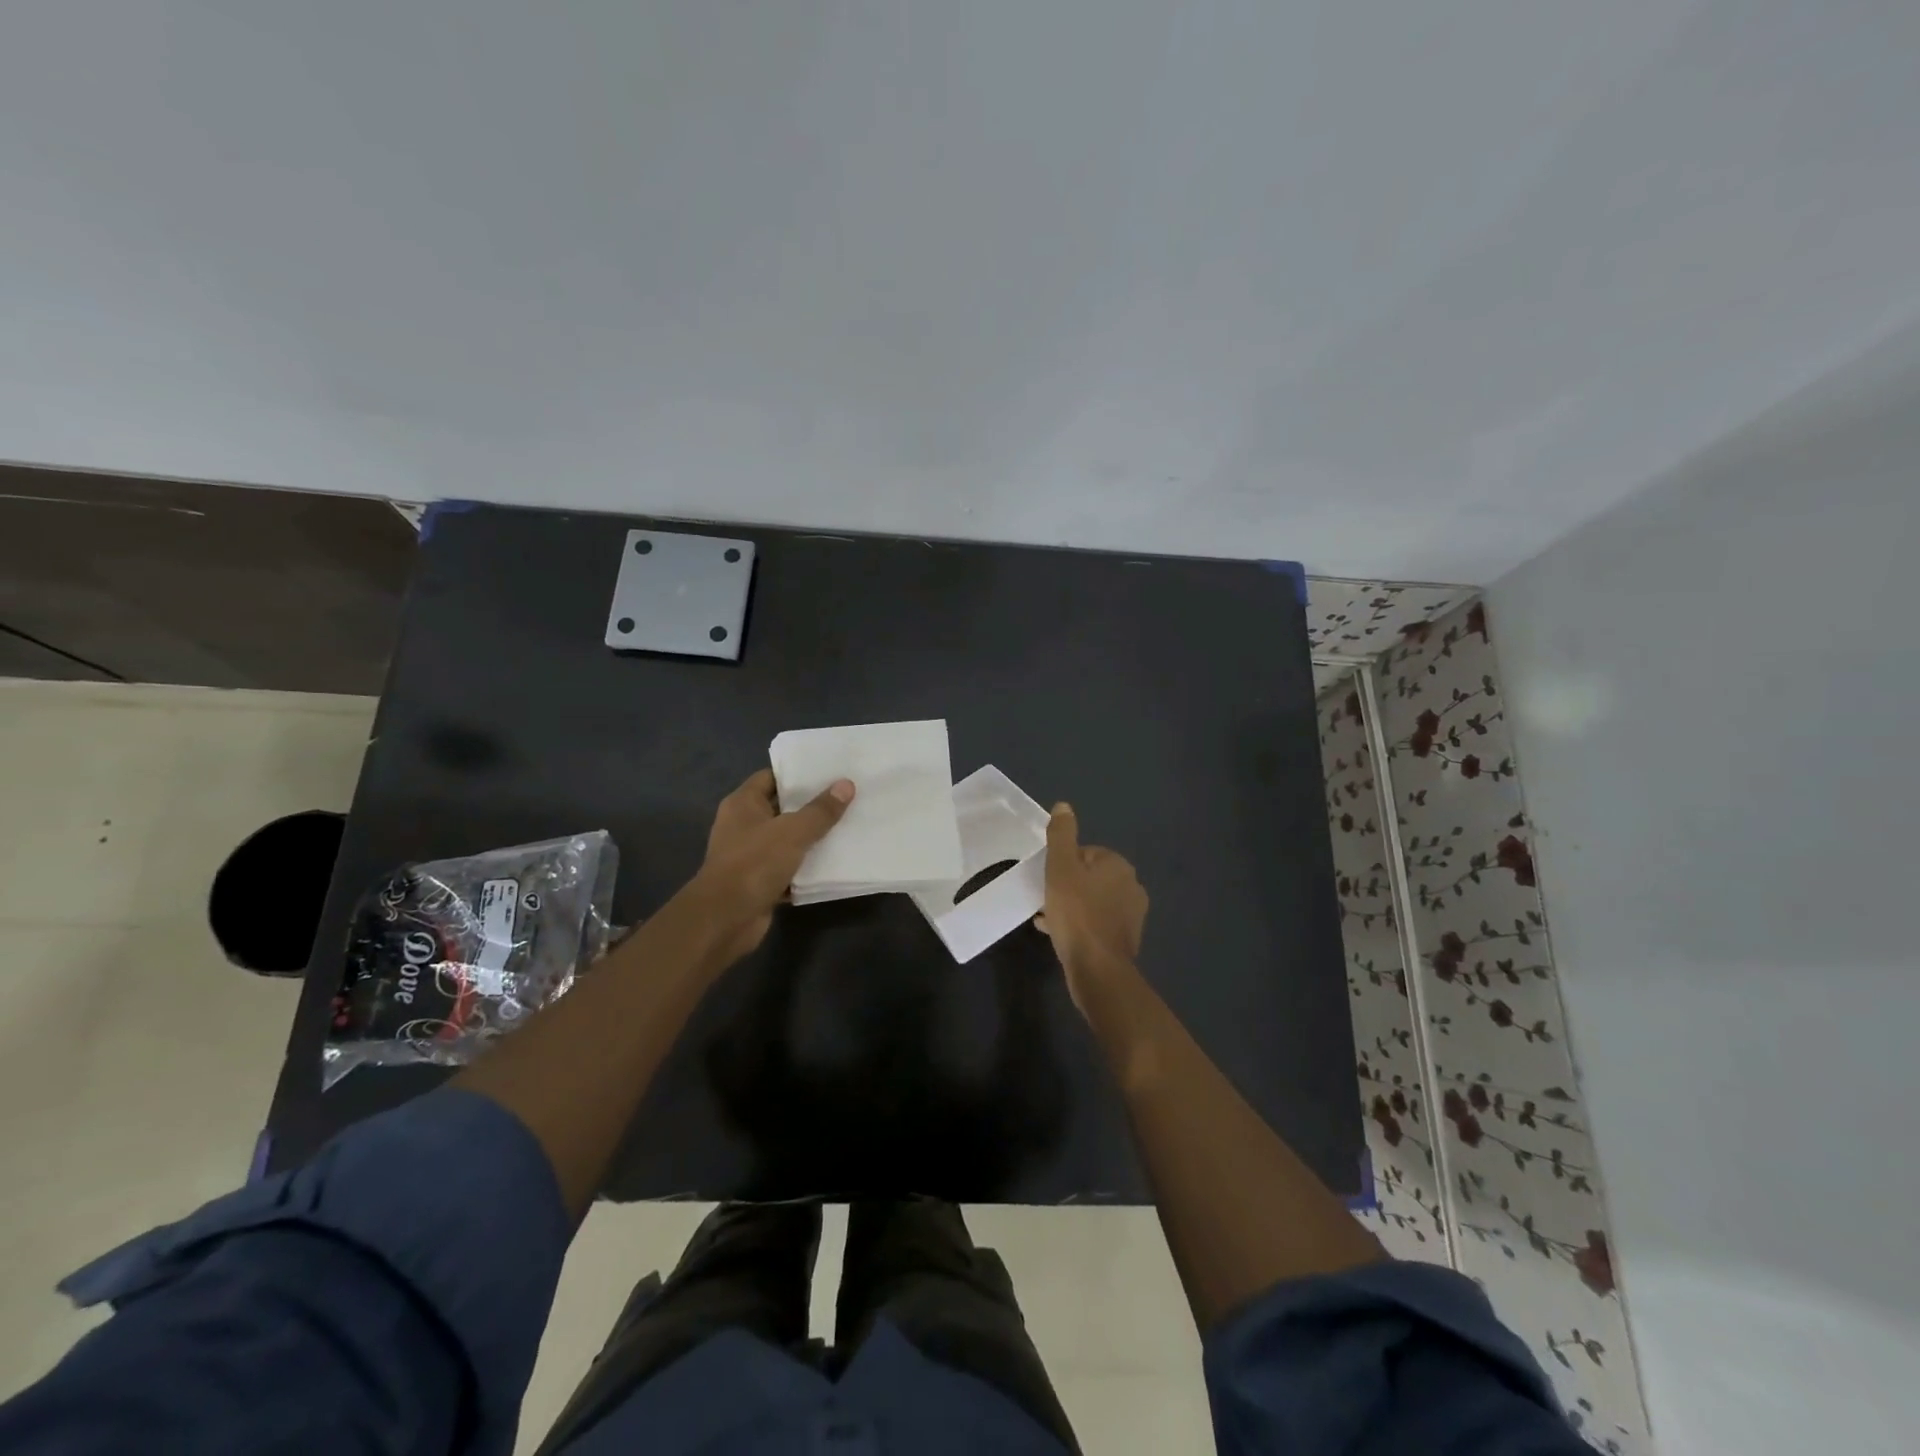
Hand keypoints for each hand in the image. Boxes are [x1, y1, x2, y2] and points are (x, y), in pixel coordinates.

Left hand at [694, 768, 854, 962]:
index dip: (798, 774)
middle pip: (782, 808)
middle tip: (846, 797)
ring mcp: (750, 855)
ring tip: (847, 826)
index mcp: (743, 804)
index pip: (772, 777)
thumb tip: (846, 784)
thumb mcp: (793, 832)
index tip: (829, 772)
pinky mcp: (759, 881)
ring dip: (812, 838)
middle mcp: (743, 825)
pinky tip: (834, 862)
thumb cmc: (754, 863)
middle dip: (811, 805)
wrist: (725, 919)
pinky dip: (806, 867)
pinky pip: (788, 867)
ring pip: (787, 840)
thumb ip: (821, 810)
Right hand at [1034, 803, 1147, 1011]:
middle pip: (1088, 877)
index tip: (1048, 880)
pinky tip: (1059, 934)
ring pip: (1091, 901)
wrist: (1097, 969)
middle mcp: (1131, 885)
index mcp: (1118, 865)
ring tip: (1047, 919)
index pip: (1084, 853)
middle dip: (1066, 886)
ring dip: (1070, 906)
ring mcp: (1131, 914)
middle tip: (1045, 900)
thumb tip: (1064, 806)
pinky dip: (1079, 924)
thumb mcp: (1060, 868)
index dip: (1062, 865)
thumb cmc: (1076, 913)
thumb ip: (1062, 835)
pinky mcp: (1125, 939)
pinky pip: (1096, 923)